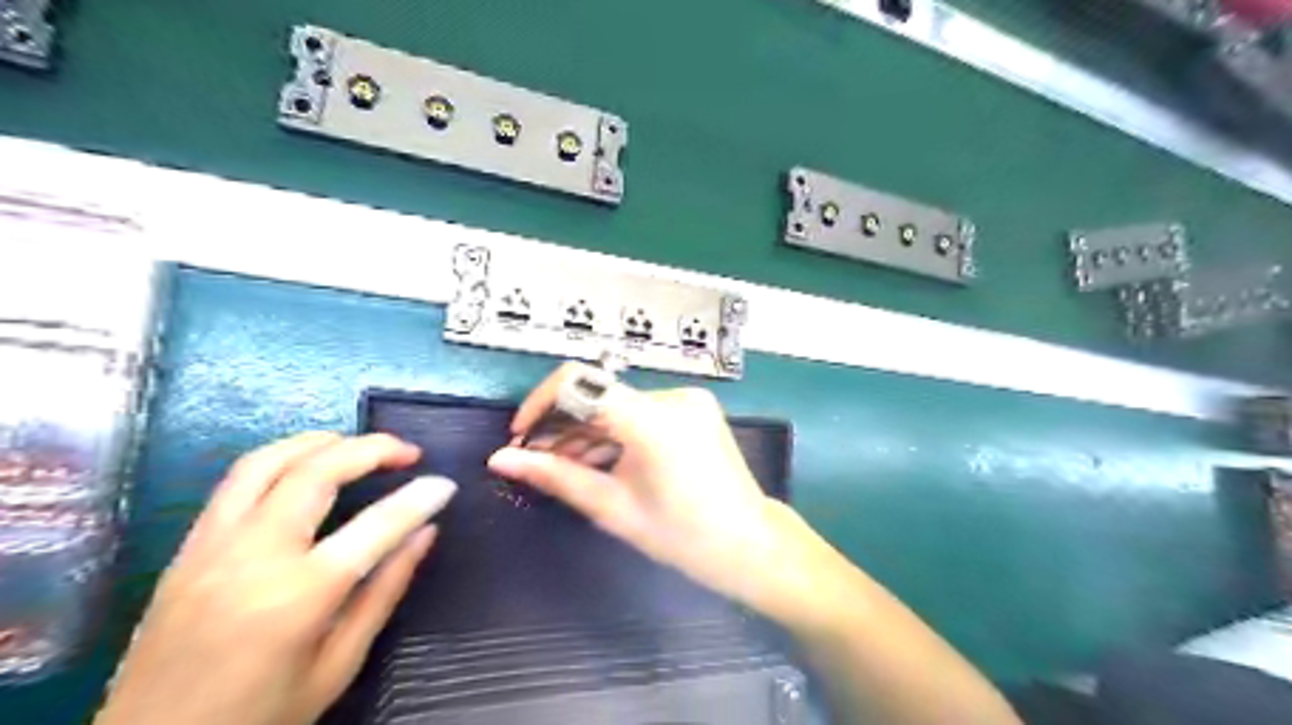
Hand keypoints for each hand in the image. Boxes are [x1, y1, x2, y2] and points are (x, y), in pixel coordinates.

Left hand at [91, 435, 452, 724]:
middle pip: (316, 473)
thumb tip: (425, 533)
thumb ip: (385, 590)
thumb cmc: (258, 717)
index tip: (446, 483)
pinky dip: (281, 460)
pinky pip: (235, 483)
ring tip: (359, 445)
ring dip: (321, 442)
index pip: (377, 526)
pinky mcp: (187, 549)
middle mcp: (253, 556)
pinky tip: (306, 468)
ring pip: (266, 462)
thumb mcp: (338, 665)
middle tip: (408, 451)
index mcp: (299, 595)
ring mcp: (211, 547)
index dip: (419, 498)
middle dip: (371, 449)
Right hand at [488, 362, 803, 611]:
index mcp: (652, 419)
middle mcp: (672, 396)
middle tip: (535, 460)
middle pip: (599, 394)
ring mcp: (687, 399)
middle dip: (561, 424)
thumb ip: (556, 476)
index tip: (521, 436)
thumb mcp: (612, 507)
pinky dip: (614, 432)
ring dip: (586, 430)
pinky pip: (640, 411)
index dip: (541, 403)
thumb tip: (500, 459)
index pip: (581, 383)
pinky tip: (596, 459)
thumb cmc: (681, 535)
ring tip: (561, 466)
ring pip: (619, 404)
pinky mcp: (694, 408)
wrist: (749, 543)